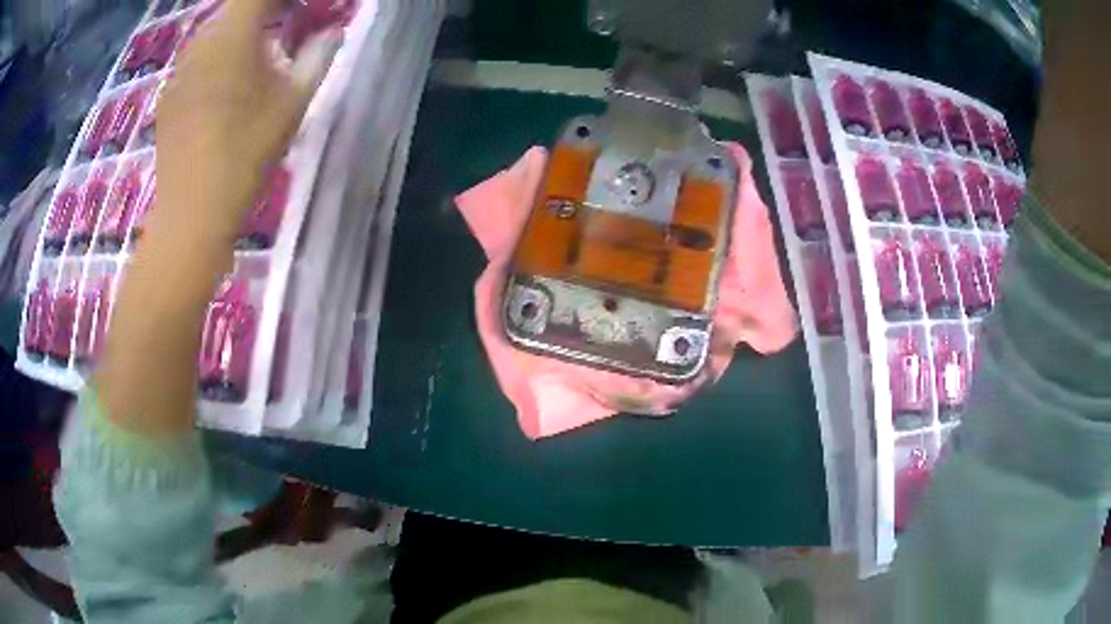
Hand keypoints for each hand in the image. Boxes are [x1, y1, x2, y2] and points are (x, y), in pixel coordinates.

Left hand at [98, 0, 339, 435]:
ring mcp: (179, 70)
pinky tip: (226, 86)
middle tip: (288, 23)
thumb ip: (316, 56)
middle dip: (264, 10)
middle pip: (235, 8)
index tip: (303, 7)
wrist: (191, 216)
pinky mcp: (168, 96)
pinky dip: (216, 58)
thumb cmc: (246, 155)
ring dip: (239, 33)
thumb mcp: (293, 102)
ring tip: (258, 55)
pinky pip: (197, 60)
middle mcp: (201, 42)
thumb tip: (331, 33)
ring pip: (214, 32)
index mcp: (233, 35)